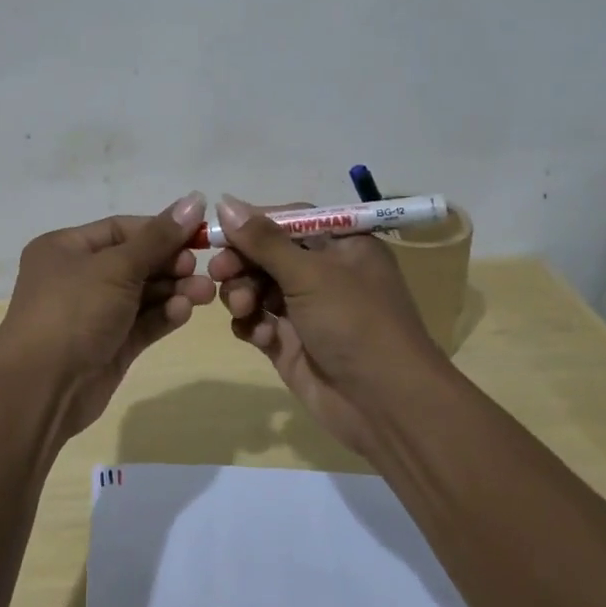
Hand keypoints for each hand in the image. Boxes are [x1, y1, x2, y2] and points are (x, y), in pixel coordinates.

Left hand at [0, 192, 214, 438]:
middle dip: (170, 263)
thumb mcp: (116, 267)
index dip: (160, 230)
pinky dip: (164, 315)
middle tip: (199, 268)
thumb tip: (195, 199)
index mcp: (67, 248)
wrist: (41, 388)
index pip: (121, 229)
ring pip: (143, 294)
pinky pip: (142, 322)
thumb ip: (159, 238)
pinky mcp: (110, 345)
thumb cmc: (73, 311)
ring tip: (205, 292)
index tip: (198, 234)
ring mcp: (95, 313)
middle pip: (135, 261)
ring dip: (174, 290)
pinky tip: (184, 312)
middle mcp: (79, 277)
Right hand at [207, 195, 445, 457]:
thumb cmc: (355, 323)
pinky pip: (258, 322)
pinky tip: (260, 337)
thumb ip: (264, 240)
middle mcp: (323, 273)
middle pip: (266, 255)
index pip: (288, 221)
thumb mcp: (311, 274)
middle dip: (242, 263)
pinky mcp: (291, 343)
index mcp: (342, 245)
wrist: (385, 405)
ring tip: (244, 309)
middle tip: (219, 273)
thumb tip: (224, 201)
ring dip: (243, 295)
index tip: (220, 232)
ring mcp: (306, 310)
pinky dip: (253, 325)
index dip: (253, 224)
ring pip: (256, 288)